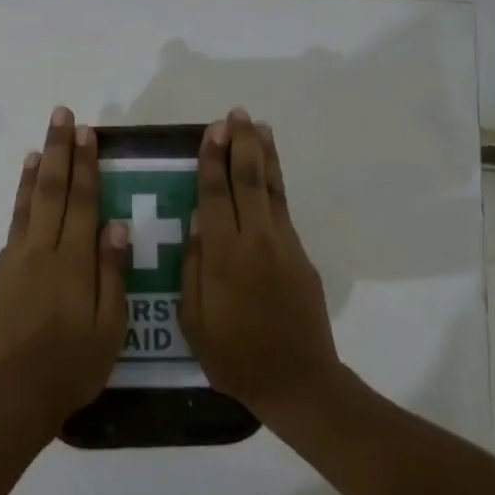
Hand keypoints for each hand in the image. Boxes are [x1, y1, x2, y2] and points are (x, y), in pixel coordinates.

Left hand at [0, 106, 130, 437]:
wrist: (13, 396)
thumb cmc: (72, 365)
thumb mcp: (109, 325)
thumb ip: (112, 273)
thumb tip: (116, 225)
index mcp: (72, 261)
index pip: (81, 201)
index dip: (85, 165)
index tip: (87, 133)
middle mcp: (40, 251)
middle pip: (50, 191)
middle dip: (57, 151)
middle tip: (61, 117)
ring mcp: (14, 263)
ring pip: (26, 206)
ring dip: (34, 173)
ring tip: (38, 146)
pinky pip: (13, 230)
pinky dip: (19, 205)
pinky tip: (24, 197)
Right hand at [180, 109, 344, 422]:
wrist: (297, 380)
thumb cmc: (234, 356)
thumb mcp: (194, 320)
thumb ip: (193, 268)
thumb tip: (197, 223)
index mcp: (224, 255)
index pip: (215, 194)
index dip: (212, 159)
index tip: (212, 130)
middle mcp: (257, 240)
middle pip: (250, 180)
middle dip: (242, 145)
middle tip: (236, 115)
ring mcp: (284, 246)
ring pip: (273, 190)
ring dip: (265, 155)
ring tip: (260, 127)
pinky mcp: (301, 257)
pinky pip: (284, 210)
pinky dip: (277, 184)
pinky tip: (270, 173)